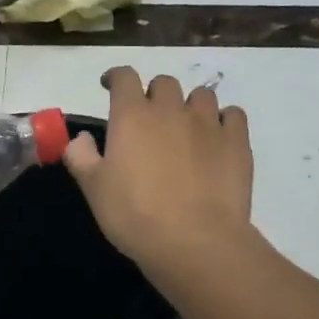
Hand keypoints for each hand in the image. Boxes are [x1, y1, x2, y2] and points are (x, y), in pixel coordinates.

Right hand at [64, 68, 253, 271]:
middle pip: (164, 83)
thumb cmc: (135, 215)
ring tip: (187, 128)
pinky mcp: (237, 141)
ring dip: (190, 105)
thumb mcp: (94, 189)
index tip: (110, 87)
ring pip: (201, 95)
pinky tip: (218, 138)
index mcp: (132, 115)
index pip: (124, 77)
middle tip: (150, 119)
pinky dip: (224, 120)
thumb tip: (81, 138)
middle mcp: (170, 109)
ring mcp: (208, 123)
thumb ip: (81, 156)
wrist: (195, 241)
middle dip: (154, 94)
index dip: (116, 78)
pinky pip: (233, 115)